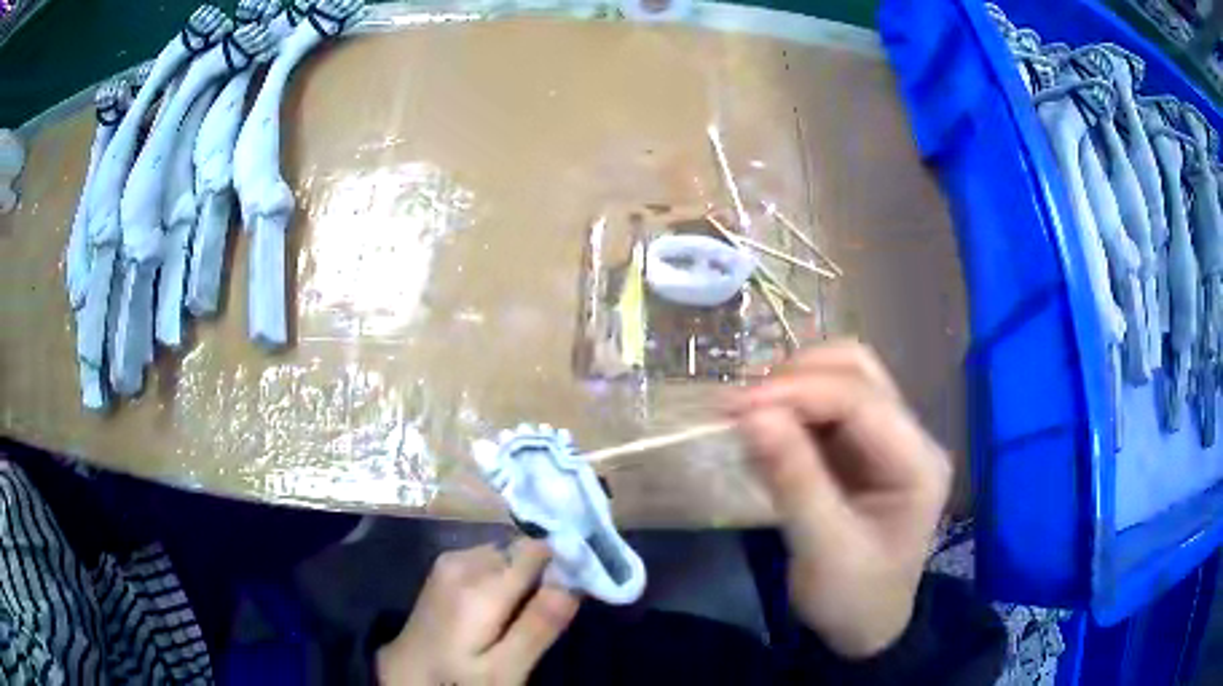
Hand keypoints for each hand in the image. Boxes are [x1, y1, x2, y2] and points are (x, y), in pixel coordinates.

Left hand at [377, 540, 580, 685]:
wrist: (407, 674)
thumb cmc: (458, 678)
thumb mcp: (504, 669)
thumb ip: (538, 626)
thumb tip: (574, 582)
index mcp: (480, 584)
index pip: (538, 549)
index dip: (562, 565)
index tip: (576, 590)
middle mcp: (463, 560)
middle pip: (521, 551)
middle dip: (540, 576)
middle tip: (543, 616)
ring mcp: (449, 560)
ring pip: (506, 554)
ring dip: (520, 578)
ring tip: (519, 616)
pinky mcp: (444, 566)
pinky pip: (488, 560)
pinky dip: (502, 578)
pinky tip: (497, 609)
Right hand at [727, 341, 950, 657]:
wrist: (864, 626)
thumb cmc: (853, 597)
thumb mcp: (823, 549)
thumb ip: (793, 480)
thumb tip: (750, 414)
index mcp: (918, 462)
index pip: (861, 400)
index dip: (799, 391)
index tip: (737, 407)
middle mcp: (910, 436)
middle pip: (857, 370)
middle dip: (797, 378)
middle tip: (743, 408)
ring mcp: (888, 436)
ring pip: (842, 376)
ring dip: (793, 385)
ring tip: (750, 414)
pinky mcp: (862, 446)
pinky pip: (826, 404)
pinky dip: (791, 406)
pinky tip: (765, 429)